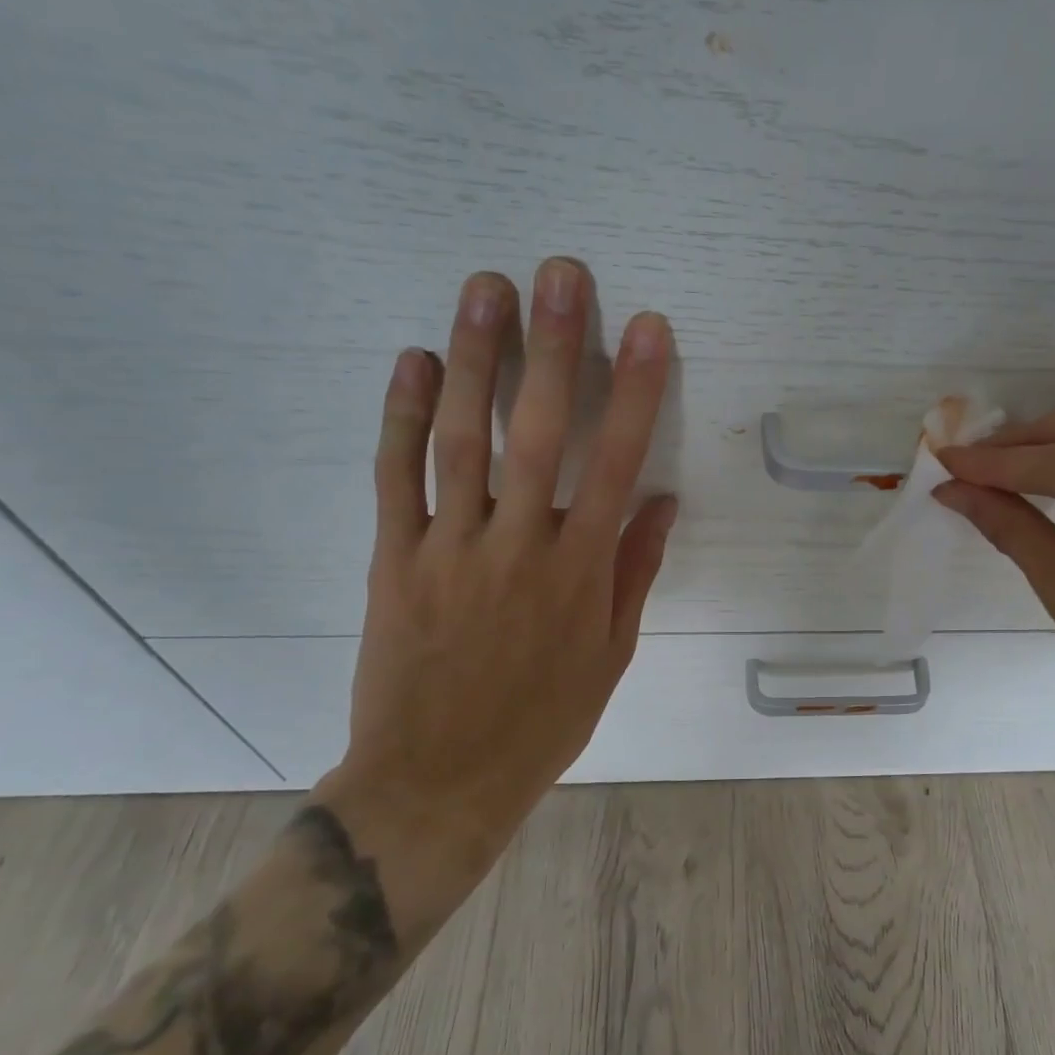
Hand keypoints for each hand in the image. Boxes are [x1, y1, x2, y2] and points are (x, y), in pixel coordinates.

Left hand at [338, 259, 677, 865]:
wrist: (439, 781)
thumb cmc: (541, 720)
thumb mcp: (611, 654)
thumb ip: (634, 571)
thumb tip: (661, 500)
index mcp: (580, 571)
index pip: (615, 462)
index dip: (634, 390)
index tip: (646, 328)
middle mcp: (519, 546)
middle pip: (538, 432)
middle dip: (553, 347)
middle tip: (558, 273)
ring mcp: (450, 547)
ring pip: (462, 439)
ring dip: (475, 359)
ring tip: (484, 287)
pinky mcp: (393, 559)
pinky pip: (395, 478)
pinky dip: (401, 415)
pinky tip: (411, 359)